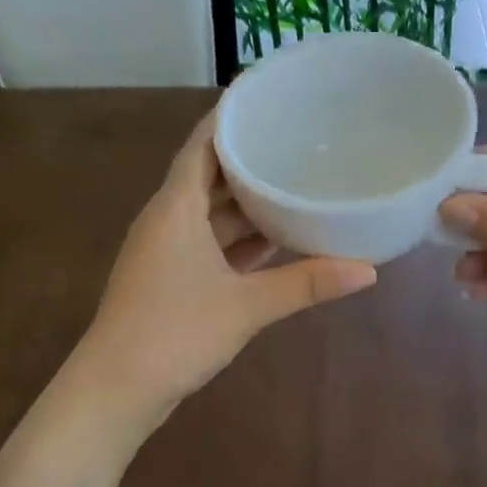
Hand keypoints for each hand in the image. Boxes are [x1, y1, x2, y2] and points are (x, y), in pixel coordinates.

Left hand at [74, 112, 377, 426]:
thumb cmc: (176, 332)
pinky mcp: (169, 279)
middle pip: (209, 176)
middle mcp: (167, 219)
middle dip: (250, 161)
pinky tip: (274, 241)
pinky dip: (238, 240)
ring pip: (210, 214)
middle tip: (298, 142)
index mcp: (176, 207)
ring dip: (247, 205)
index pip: (202, 143)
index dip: (230, 117)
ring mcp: (165, 251)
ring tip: (295, 186)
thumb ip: (307, 284)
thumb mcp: (247, 306)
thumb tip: (369, 271)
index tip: (267, 97)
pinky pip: (208, 244)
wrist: (117, 389)